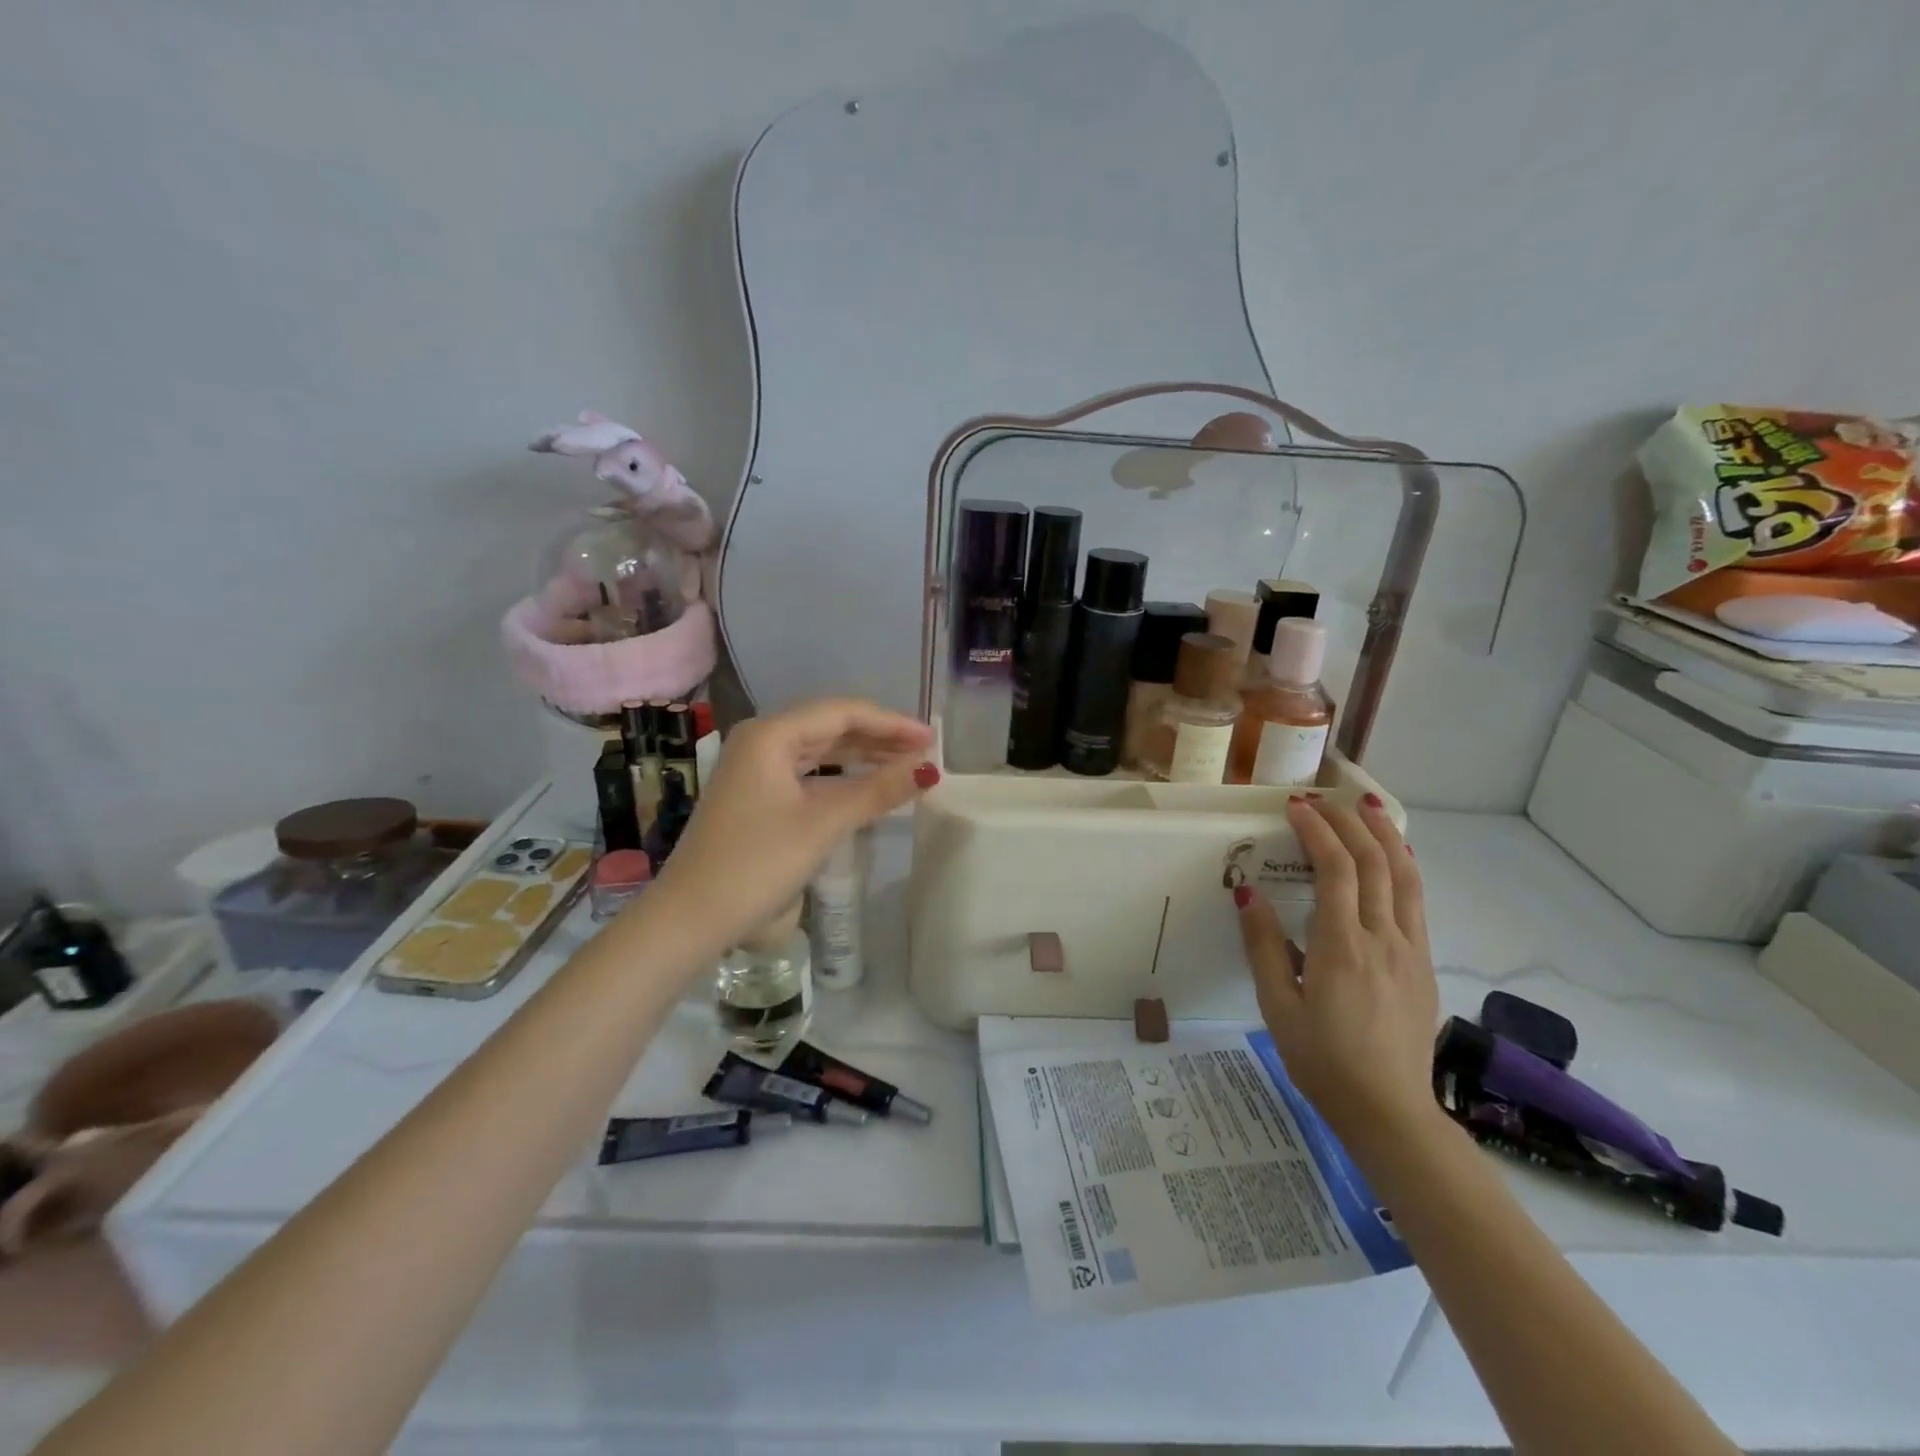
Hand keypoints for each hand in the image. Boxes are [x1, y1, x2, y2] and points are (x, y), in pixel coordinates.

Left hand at [647, 697, 935, 958]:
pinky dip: (843, 778)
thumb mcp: (823, 823)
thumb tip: (928, 770)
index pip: (842, 713)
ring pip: (821, 751)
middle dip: (879, 738)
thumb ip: (877, 791)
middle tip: (925, 752)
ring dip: (863, 757)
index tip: (931, 739)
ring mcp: (757, 769)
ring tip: (906, 765)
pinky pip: (810, 774)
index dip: (891, 723)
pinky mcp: (758, 796)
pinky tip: (869, 786)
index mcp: (770, 734)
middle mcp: (762, 741)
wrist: (694, 916)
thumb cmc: (758, 863)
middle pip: (831, 727)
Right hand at [1236, 793, 1441, 1152]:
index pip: (1336, 870)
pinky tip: (1393, 859)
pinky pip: (1416, 903)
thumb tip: (1248, 893)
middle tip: (1324, 798)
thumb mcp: (1278, 1006)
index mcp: (1343, 947)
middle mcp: (1384, 939)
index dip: (1318, 831)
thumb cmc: (1322, 1061)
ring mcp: (1412, 951)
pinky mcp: (1424, 965)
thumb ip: (1264, 946)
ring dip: (1387, 836)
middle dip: (1350, 822)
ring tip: (1369, 807)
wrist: (1390, 1112)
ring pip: (1406, 877)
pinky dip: (1403, 868)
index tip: (1296, 807)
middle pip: (1376, 863)